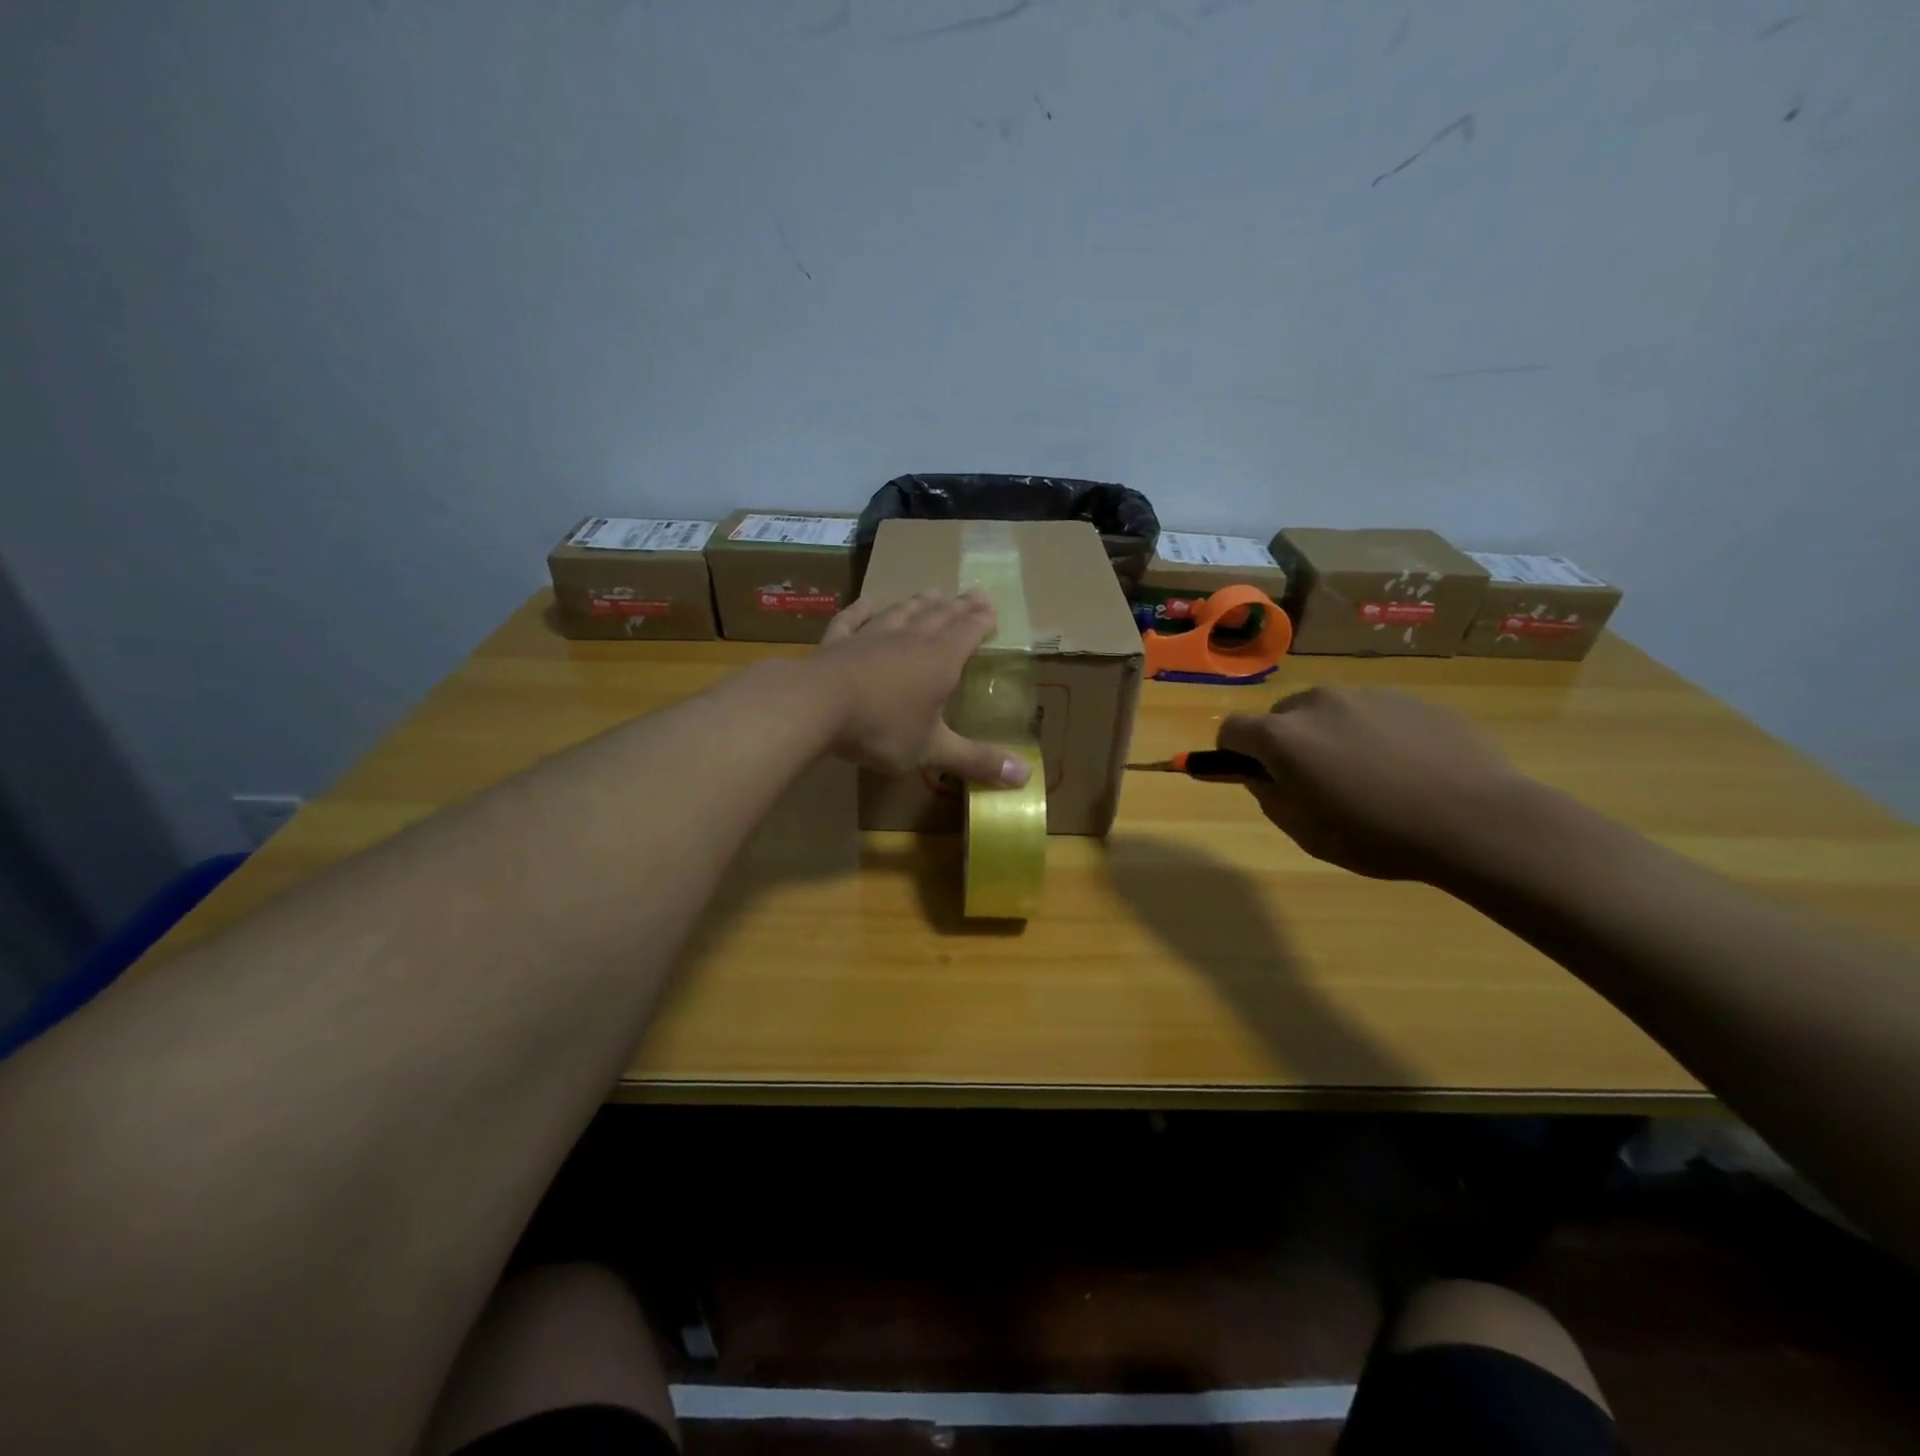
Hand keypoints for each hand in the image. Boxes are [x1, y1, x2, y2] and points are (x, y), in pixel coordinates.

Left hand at [811, 590, 1030, 786]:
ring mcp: (872, 635)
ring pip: (902, 612)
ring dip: (919, 603)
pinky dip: (862, 609)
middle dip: (959, 606)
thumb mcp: (932, 749)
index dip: (982, 621)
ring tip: (932, 592)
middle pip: (940, 616)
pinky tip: (868, 602)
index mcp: (940, 660)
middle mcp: (910, 639)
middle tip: (974, 592)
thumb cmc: (883, 727)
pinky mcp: (838, 641)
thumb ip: (976, 761)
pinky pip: (853, 619)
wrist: (816, 705)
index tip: (991, 607)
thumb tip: (1026, 778)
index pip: (968, 632)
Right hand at [1218, 687, 1532, 880]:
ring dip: (1330, 736)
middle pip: (1281, 717)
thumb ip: (1269, 796)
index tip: (1254, 777)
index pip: (1232, 729)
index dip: (1233, 754)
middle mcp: (1317, 702)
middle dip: (1285, 744)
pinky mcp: (1409, 697)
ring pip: (1328, 711)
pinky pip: (1372, 712)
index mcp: (1283, 736)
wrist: (1477, 820)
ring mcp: (1366, 694)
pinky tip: (1406, 767)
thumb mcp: (1306, 833)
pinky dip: (1373, 733)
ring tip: (1369, 775)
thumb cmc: (1378, 835)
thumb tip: (1259, 775)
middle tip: (1317, 782)